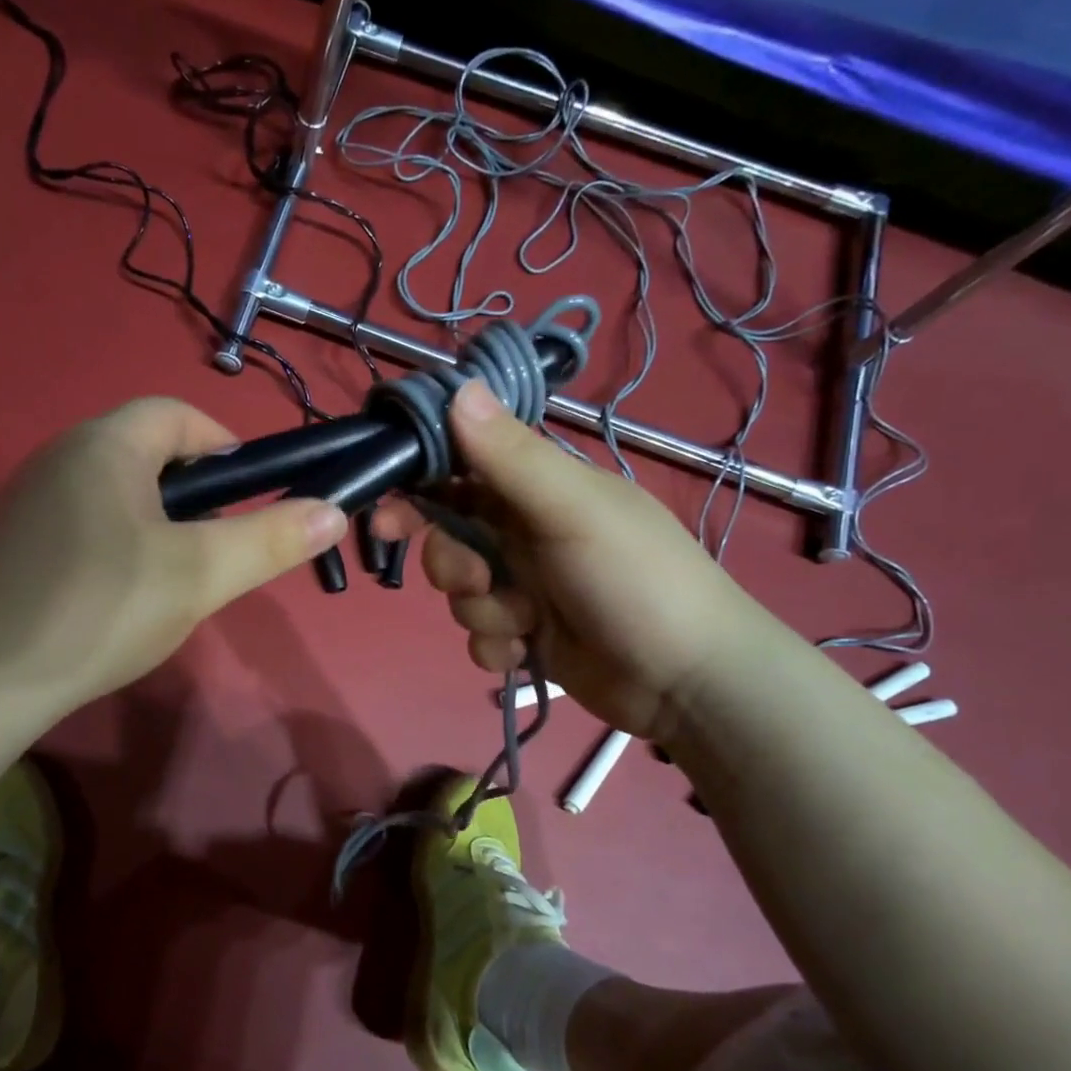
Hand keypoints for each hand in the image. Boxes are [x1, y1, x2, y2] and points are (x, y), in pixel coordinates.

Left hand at [0, 398, 345, 712]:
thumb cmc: (101, 610)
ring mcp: (27, 502)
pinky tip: (119, 601)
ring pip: (114, 494)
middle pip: (145, 453)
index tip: (251, 495)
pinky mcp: (10, 546)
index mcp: (105, 445)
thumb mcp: (199, 576)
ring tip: (175, 580)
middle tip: (217, 548)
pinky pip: (81, 526)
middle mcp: (59, 457)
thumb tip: (332, 510)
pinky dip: (116, 547)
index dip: (224, 444)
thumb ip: (269, 540)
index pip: (177, 414)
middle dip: (194, 492)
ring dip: (156, 524)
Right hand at [373, 381, 763, 737]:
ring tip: (525, 622)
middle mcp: (527, 533)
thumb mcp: (573, 511)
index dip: (419, 486)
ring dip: (482, 611)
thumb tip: (458, 388)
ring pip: (460, 593)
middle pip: (449, 537)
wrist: (686, 683)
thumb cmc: (635, 580)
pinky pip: (480, 636)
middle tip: (475, 579)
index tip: (384, 511)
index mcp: (541, 490)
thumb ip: (511, 457)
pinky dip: (498, 647)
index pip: (463, 470)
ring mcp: (527, 587)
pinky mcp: (527, 636)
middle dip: (451, 563)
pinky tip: (529, 653)